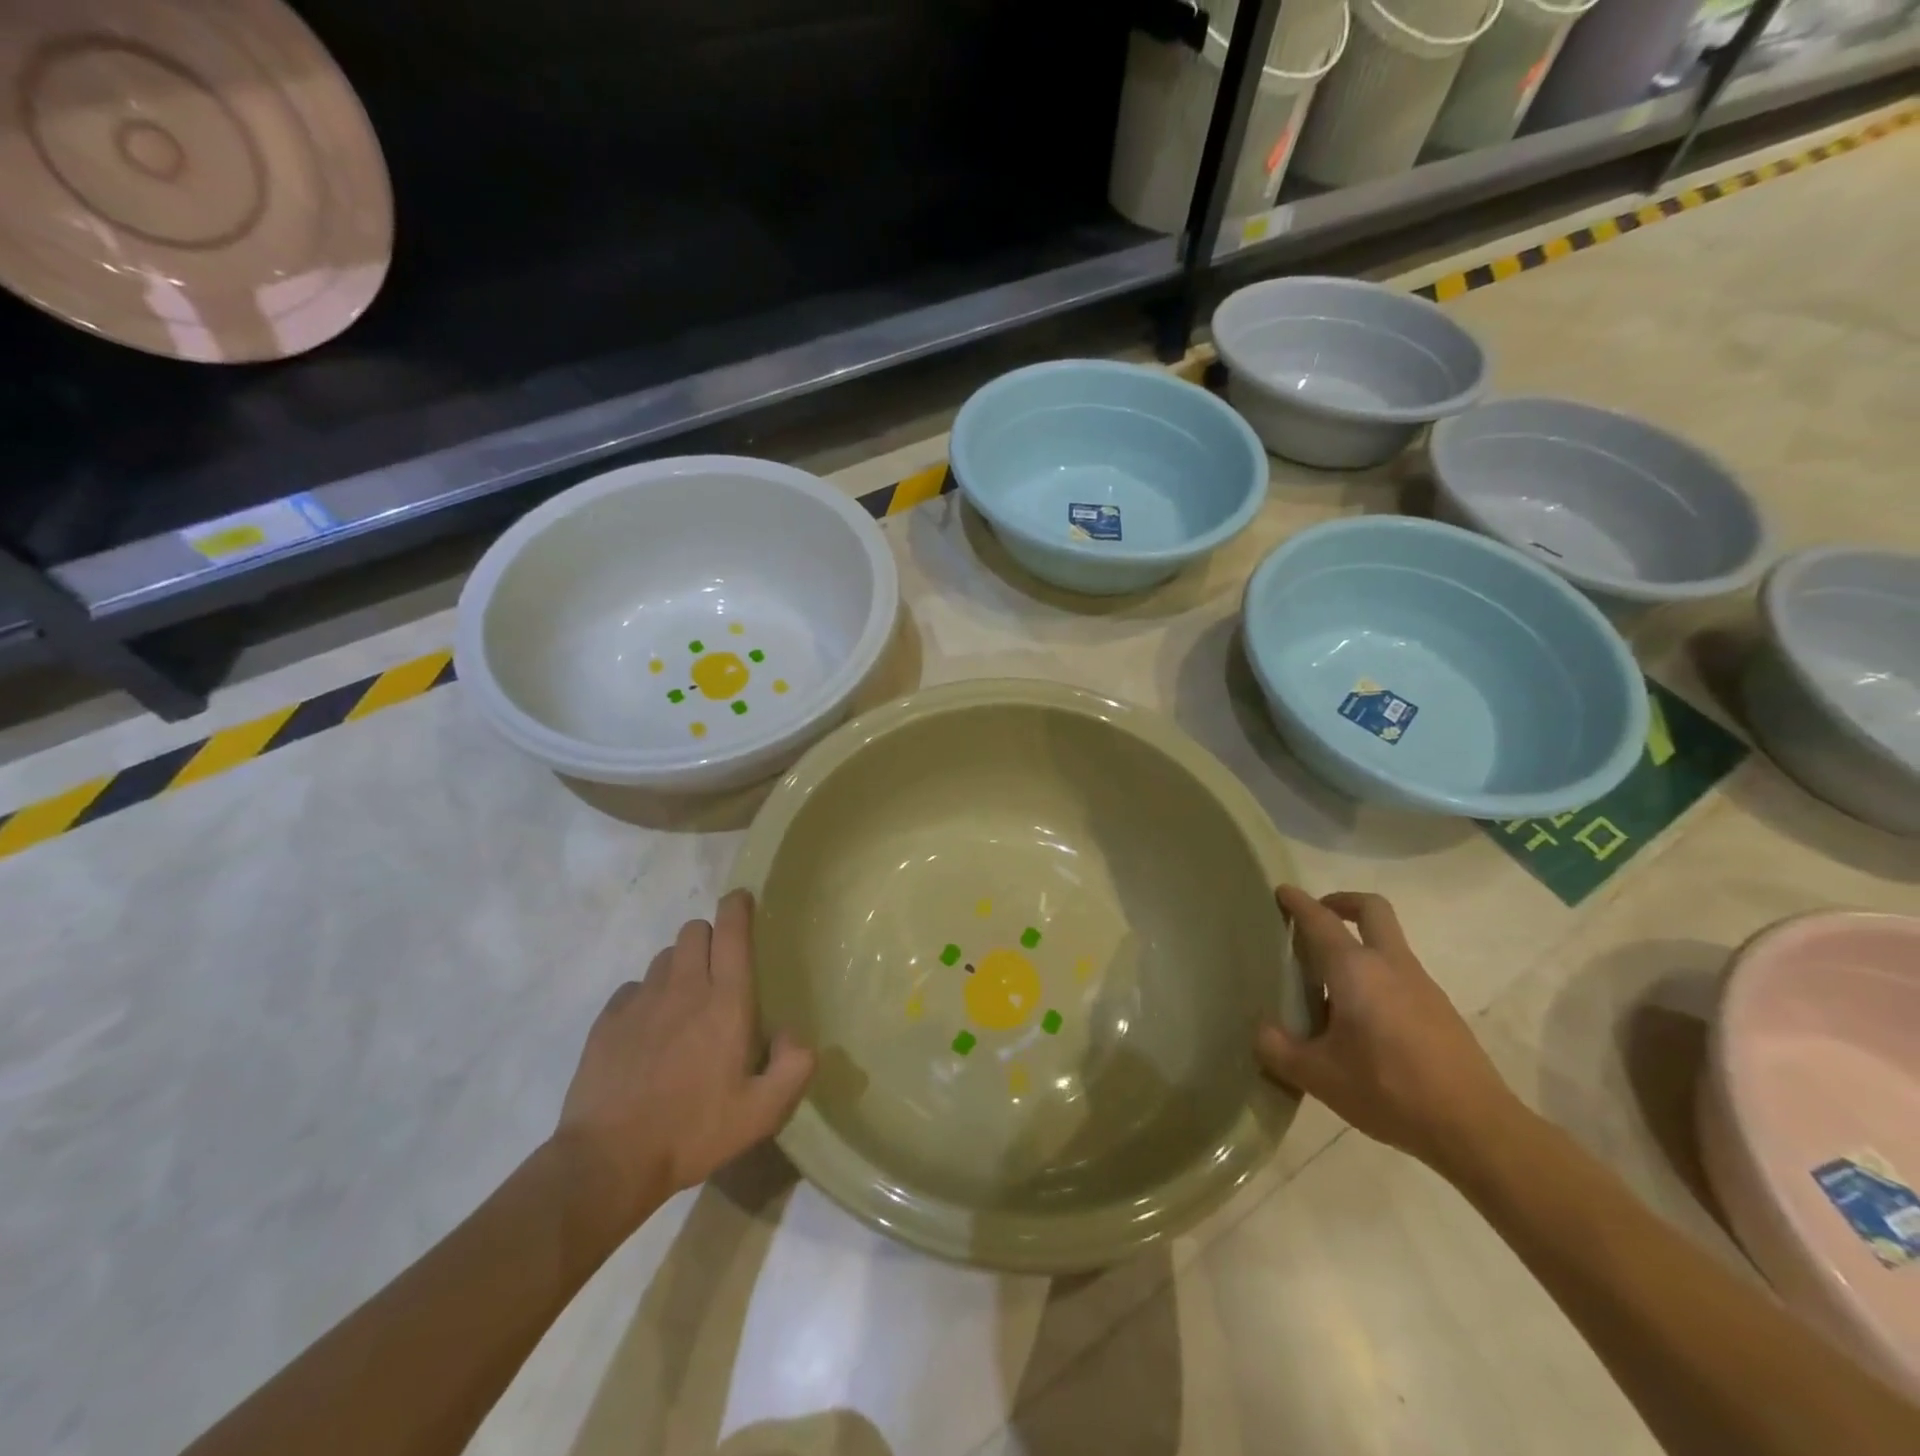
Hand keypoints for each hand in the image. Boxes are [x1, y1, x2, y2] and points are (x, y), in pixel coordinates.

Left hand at [552, 890, 814, 1235]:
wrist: (608, 1162)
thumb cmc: (694, 1132)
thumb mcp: (763, 1112)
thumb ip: (794, 1065)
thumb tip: (792, 1032)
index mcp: (726, 1001)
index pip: (732, 931)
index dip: (738, 907)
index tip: (742, 899)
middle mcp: (684, 988)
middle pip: (695, 930)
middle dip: (710, 935)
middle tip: (720, 967)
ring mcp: (641, 1001)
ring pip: (665, 956)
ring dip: (681, 965)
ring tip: (685, 1000)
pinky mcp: (608, 1020)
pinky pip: (633, 987)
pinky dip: (647, 995)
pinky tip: (649, 1028)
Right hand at [1255, 887, 1519, 1171]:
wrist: (1476, 1128)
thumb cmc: (1388, 1090)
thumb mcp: (1318, 1076)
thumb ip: (1278, 1049)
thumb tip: (1263, 1030)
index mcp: (1355, 970)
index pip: (1320, 920)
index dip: (1298, 902)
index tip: (1282, 891)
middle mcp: (1390, 965)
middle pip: (1372, 910)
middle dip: (1343, 902)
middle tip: (1318, 917)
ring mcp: (1422, 986)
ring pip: (1389, 943)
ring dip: (1360, 944)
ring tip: (1329, 983)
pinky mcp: (1441, 1011)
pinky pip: (1401, 974)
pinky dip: (1377, 976)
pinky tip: (1362, 1019)